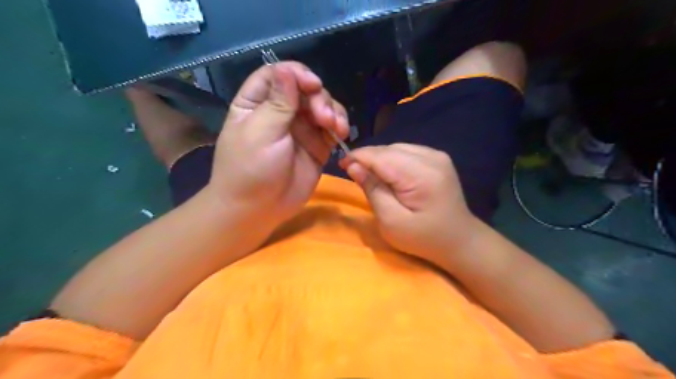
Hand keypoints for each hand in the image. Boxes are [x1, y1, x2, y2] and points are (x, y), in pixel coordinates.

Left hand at [209, 61, 348, 224]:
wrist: (259, 210)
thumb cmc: (251, 170)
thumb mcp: (261, 133)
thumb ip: (278, 103)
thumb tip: (287, 70)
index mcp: (256, 103)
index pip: (277, 74)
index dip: (297, 74)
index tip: (313, 85)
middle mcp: (279, 112)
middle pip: (305, 90)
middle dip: (320, 99)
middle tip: (325, 118)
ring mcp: (300, 129)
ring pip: (322, 107)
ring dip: (334, 112)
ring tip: (338, 128)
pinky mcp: (316, 146)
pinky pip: (331, 129)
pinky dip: (339, 127)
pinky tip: (342, 134)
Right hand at [341, 143, 476, 264]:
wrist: (459, 240)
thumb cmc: (423, 238)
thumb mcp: (391, 221)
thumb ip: (372, 190)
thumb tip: (353, 166)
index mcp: (421, 174)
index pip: (380, 156)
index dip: (358, 157)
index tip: (341, 164)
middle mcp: (431, 157)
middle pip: (389, 149)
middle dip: (368, 158)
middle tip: (354, 173)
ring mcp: (437, 155)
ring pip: (397, 148)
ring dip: (380, 159)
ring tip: (371, 175)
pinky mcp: (438, 158)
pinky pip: (407, 151)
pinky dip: (393, 160)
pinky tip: (390, 174)